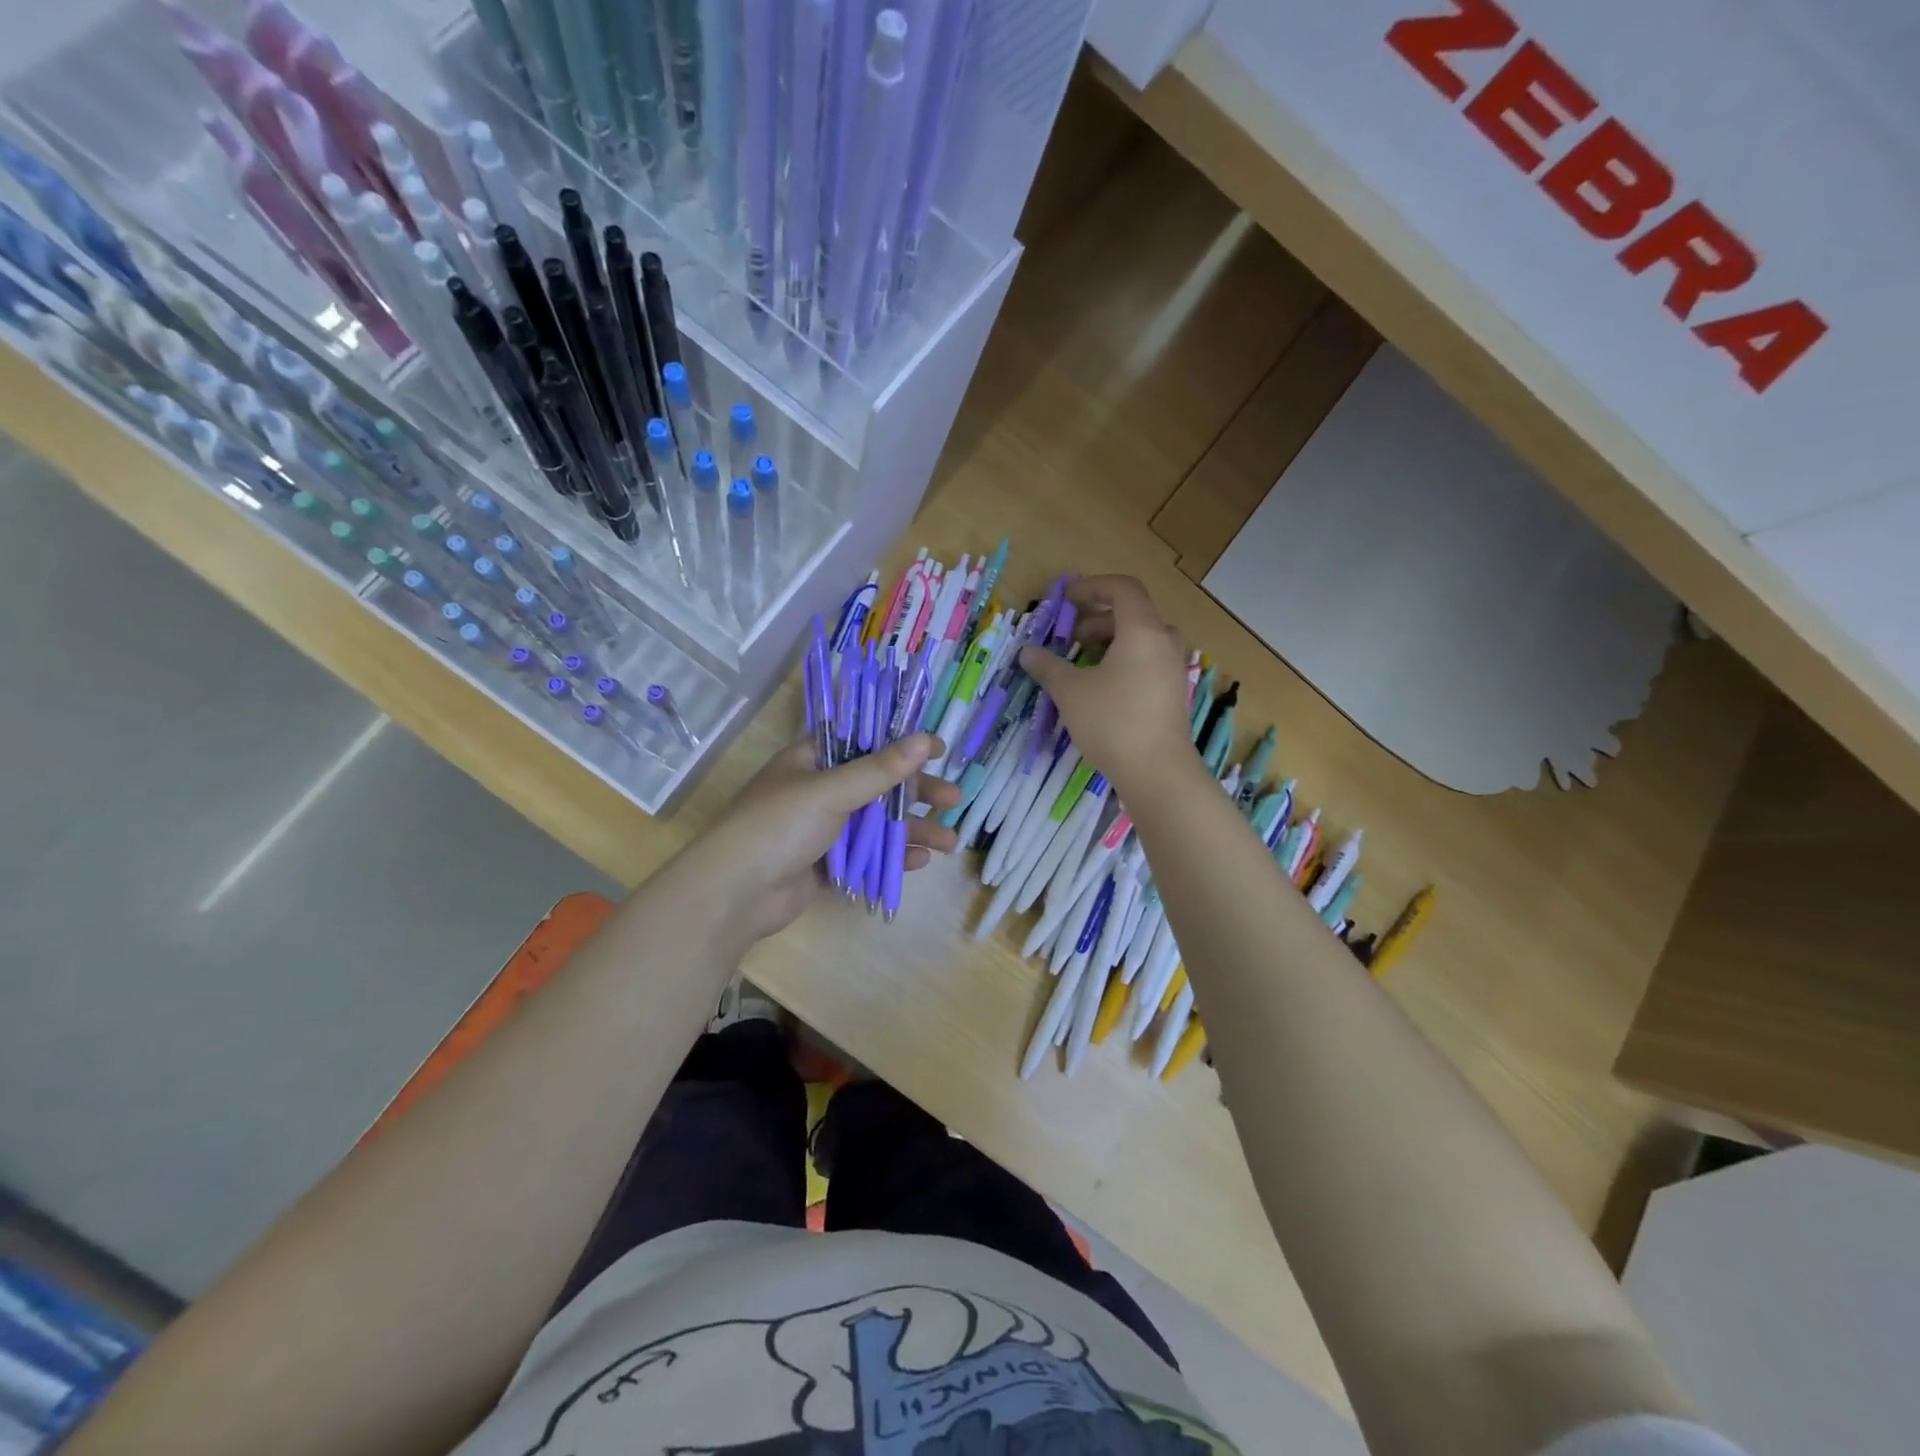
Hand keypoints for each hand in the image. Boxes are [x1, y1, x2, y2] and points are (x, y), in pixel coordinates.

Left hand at [693, 734, 961, 940]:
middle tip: (954, 800)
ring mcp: (822, 829)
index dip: (902, 744)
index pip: (865, 742)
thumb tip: (924, 739)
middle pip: (878, 785)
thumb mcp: (831, 791)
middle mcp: (819, 790)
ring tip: (950, 842)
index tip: (938, 749)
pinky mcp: (824, 865)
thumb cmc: (779, 826)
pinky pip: (866, 856)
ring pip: (876, 824)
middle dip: (917, 793)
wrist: (735, 893)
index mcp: (813, 760)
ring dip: (912, 829)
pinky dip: (892, 857)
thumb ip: (879, 769)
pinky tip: (919, 862)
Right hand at [1020, 575, 1193, 797]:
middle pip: (1132, 614)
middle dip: (1097, 618)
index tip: (1066, 599)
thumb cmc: (1112, 722)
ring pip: (1140, 640)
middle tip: (1070, 636)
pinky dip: (1123, 661)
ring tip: (1081, 662)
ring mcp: (1172, 669)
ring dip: (1109, 642)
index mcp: (1142, 631)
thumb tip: (1027, 652)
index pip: (1123, 588)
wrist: (1158, 772)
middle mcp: (1164, 642)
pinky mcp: (1172, 693)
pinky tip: (1100, 687)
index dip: (1092, 586)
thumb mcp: (1070, 691)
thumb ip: (1048, 666)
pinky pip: (1147, 662)